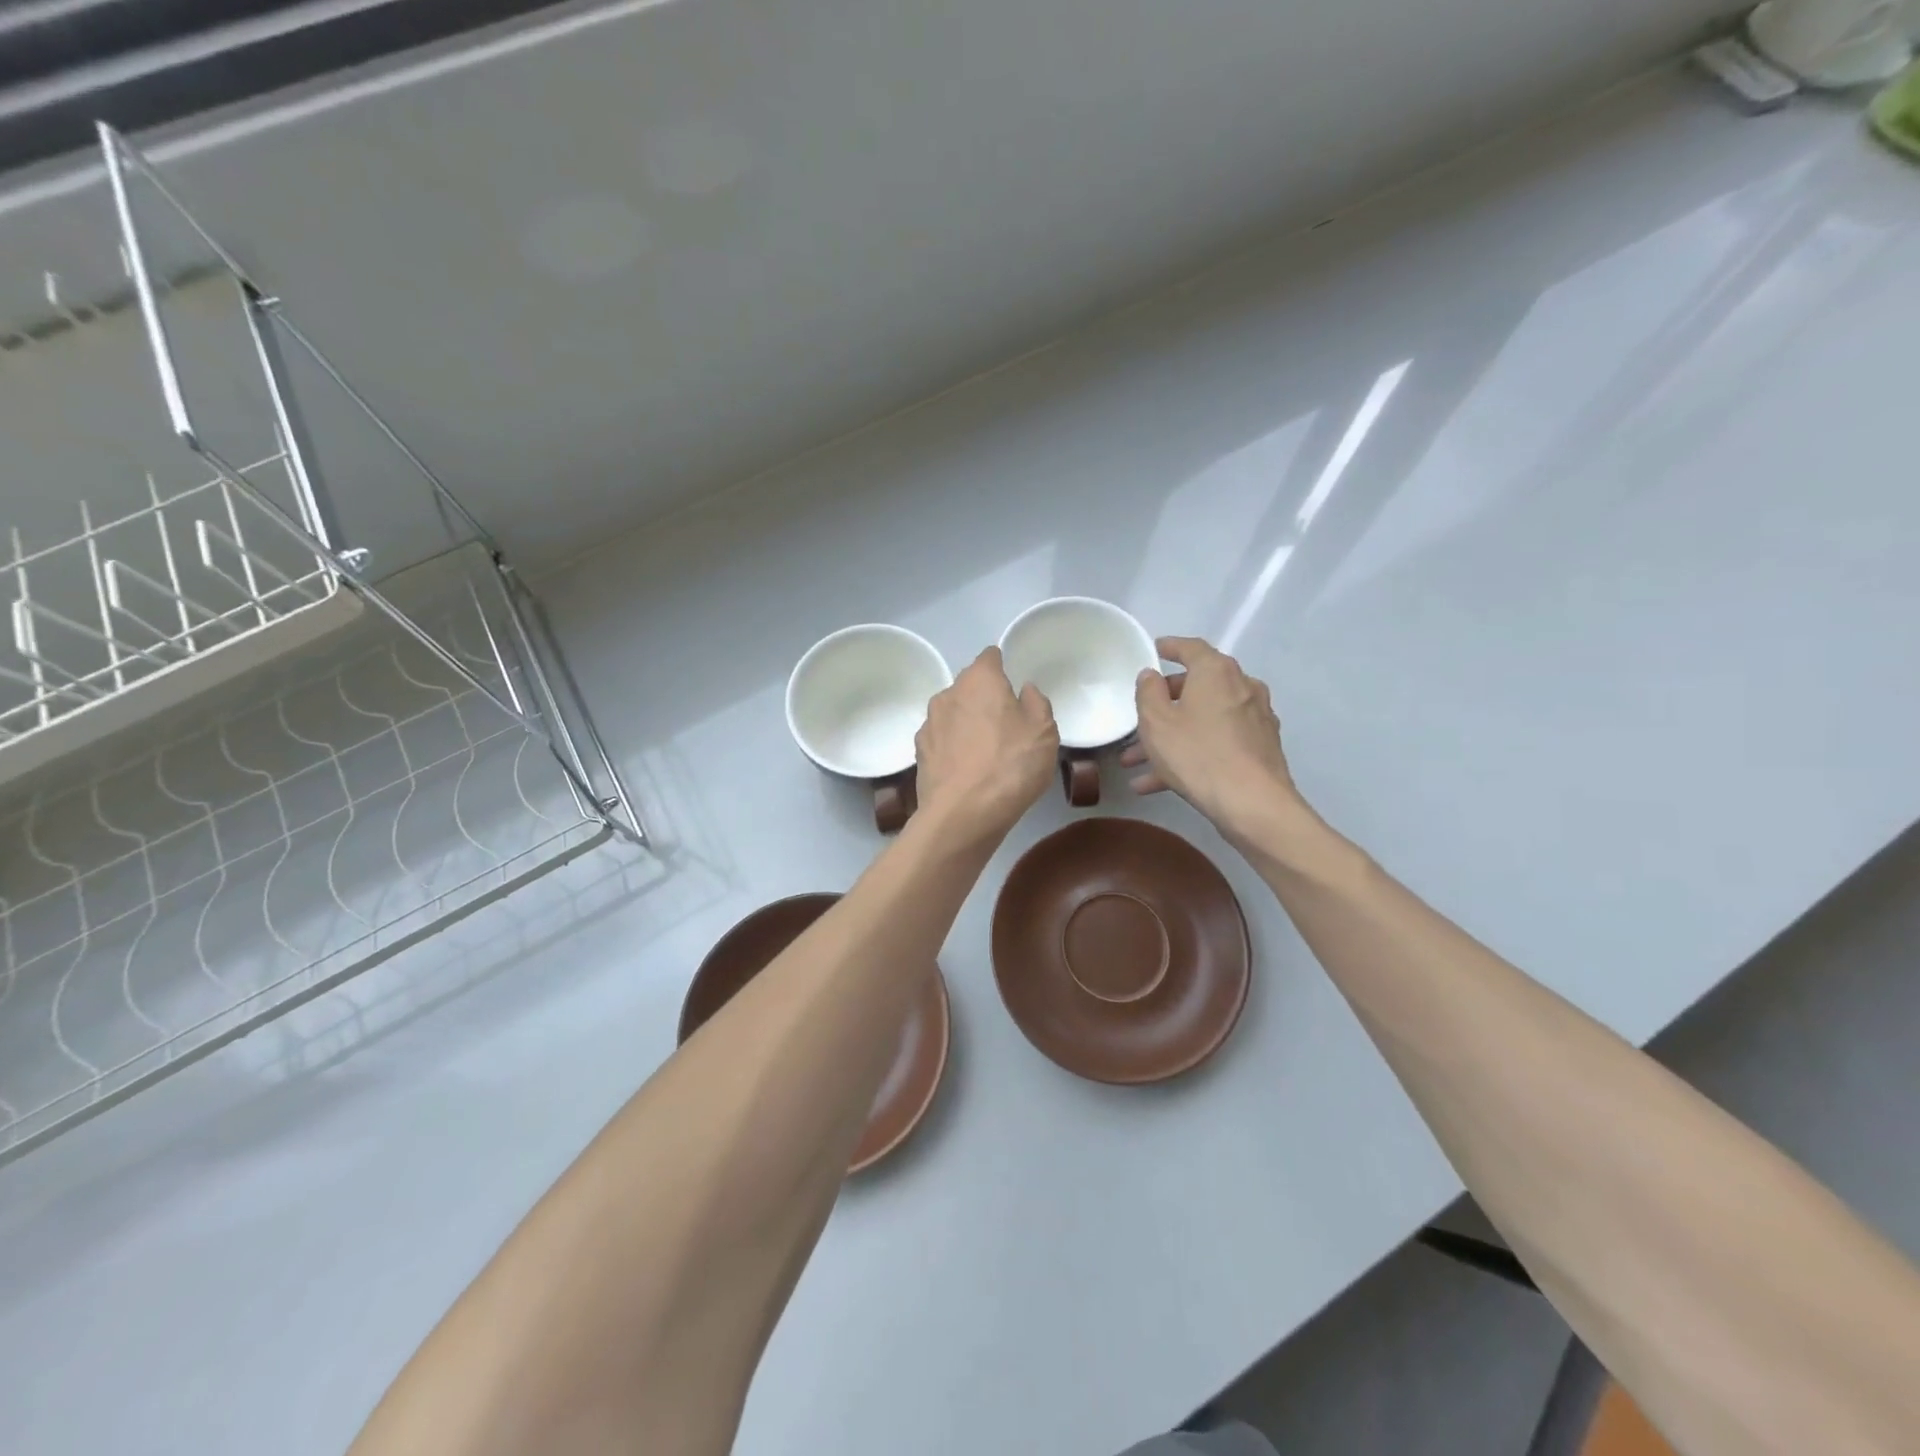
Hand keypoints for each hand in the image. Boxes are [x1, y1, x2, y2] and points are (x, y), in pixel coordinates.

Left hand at [915, 647, 1058, 838]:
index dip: (1002, 667)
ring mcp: (929, 723)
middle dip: (985, 698)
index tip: (1014, 687)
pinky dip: (954, 748)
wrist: (962, 814)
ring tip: (986, 751)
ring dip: (967, 724)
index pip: (989, 657)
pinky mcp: (919, 753)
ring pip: (953, 714)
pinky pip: (942, 740)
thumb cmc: (1010, 765)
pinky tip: (967, 769)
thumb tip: (1024, 691)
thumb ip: (1037, 703)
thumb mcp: (1044, 732)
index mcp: (980, 680)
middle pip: (969, 686)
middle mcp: (948, 693)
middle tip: (1006, 724)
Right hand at [1122, 636, 1298, 837]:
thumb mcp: (1156, 722)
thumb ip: (1148, 692)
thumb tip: (1152, 675)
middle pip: (1196, 688)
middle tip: (1138, 720)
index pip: (1191, 648)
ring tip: (1136, 764)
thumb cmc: (1197, 754)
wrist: (1252, 803)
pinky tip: (1160, 783)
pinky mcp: (1260, 747)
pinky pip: (1216, 742)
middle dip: (1162, 706)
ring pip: (1203, 721)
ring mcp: (1254, 718)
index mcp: (1216, 672)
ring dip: (1170, 738)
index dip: (1170, 647)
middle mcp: (1241, 687)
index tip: (1154, 650)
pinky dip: (1191, 754)